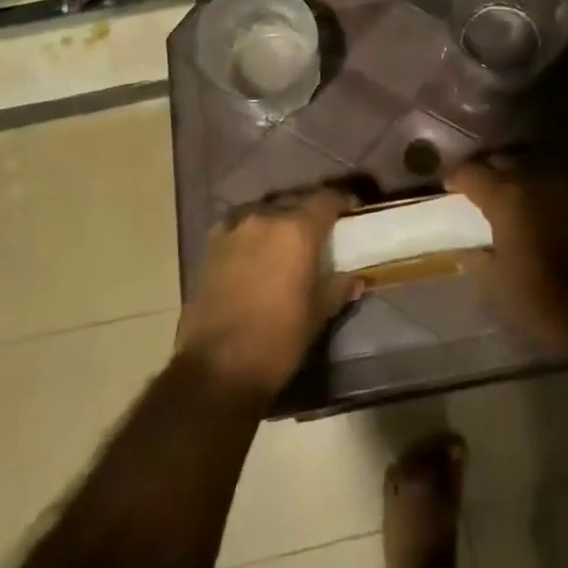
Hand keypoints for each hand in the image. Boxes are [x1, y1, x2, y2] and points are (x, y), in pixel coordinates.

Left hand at [176, 186, 360, 397]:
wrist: (216, 368)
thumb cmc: (277, 339)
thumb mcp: (317, 315)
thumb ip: (338, 288)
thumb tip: (356, 279)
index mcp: (297, 230)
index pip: (326, 199)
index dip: (342, 201)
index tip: (352, 210)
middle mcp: (265, 218)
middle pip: (295, 202)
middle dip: (310, 213)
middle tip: (321, 232)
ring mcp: (234, 229)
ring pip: (265, 212)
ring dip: (279, 221)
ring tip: (287, 242)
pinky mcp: (210, 246)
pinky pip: (239, 226)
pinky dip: (252, 233)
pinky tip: (255, 251)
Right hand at [446, 158, 567, 356]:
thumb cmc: (548, 300)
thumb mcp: (499, 285)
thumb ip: (477, 257)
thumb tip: (464, 247)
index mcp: (507, 197)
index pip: (470, 173)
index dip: (455, 178)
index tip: (449, 188)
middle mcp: (536, 176)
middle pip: (503, 160)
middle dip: (488, 172)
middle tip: (481, 191)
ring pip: (534, 164)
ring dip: (520, 175)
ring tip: (515, 194)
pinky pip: (562, 176)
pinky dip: (548, 185)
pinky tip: (547, 203)